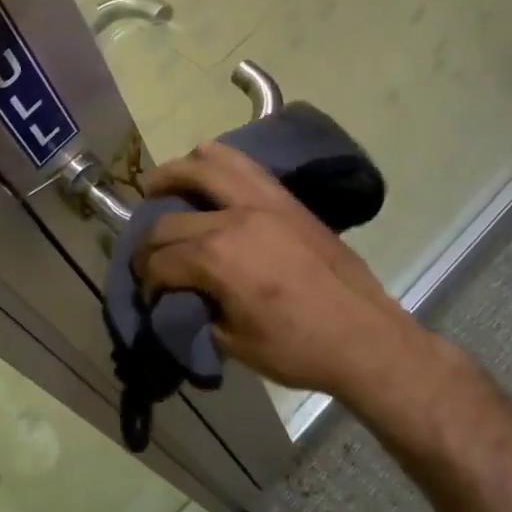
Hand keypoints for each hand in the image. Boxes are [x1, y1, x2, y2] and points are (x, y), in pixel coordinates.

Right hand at [132, 143, 453, 403]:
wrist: (365, 337)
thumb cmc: (298, 348)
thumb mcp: (233, 342)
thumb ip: (198, 309)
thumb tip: (184, 294)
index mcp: (216, 258)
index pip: (160, 259)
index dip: (147, 280)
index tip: (149, 295)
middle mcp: (234, 218)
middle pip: (170, 217)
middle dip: (149, 241)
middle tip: (149, 257)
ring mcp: (263, 202)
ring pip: (207, 163)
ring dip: (176, 172)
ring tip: (162, 185)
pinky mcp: (287, 199)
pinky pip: (244, 165)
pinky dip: (217, 164)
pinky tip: (208, 180)